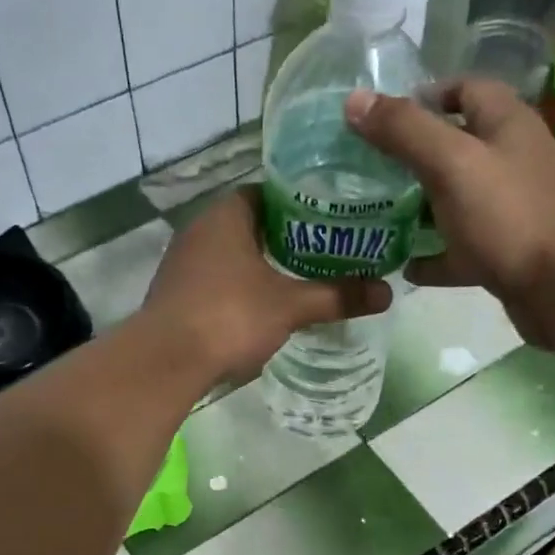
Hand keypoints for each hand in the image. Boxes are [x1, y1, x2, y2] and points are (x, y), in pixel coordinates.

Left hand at [142, 188, 392, 383]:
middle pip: (252, 224)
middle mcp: (200, 228)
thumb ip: (337, 296)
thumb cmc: (230, 317)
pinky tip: (258, 308)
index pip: (270, 193)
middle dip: (285, 238)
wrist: (166, 361)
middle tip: (324, 254)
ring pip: (231, 255)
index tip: (331, 220)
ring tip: (297, 281)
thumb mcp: (290, 306)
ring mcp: (183, 262)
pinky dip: (238, 288)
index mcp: (228, 214)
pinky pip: (215, 280)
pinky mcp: (174, 294)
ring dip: (259, 266)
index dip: (302, 204)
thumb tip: (388, 292)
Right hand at [345, 80, 554, 346]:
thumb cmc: (508, 215)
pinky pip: (459, 251)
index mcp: (504, 124)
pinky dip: (432, 258)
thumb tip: (354, 101)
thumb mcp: (451, 163)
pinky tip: (403, 267)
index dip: (424, 97)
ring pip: (454, 202)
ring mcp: (507, 211)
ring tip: (375, 218)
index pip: (464, 90)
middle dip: (411, 157)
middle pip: (455, 148)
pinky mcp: (502, 254)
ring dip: (418, 209)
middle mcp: (508, 161)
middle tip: (367, 172)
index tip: (382, 120)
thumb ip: (405, 132)